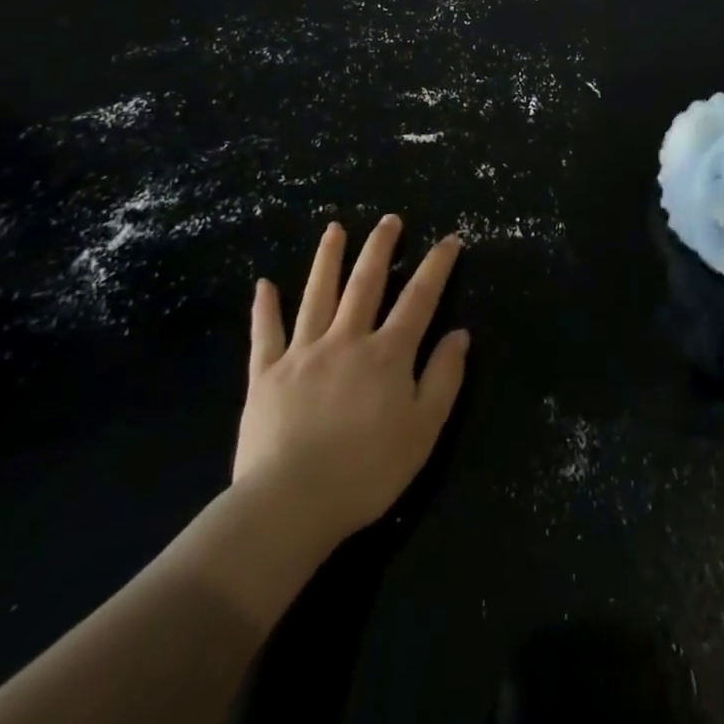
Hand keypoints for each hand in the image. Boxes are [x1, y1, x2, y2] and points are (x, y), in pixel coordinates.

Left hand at [231, 217, 468, 542]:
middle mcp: (346, 339)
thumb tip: (460, 333)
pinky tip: (263, 284)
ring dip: (327, 258)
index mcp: (387, 354)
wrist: (289, 505)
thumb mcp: (423, 431)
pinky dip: (264, 308)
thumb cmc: (365, 472)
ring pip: (317, 295)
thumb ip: (444, 378)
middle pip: (366, 283)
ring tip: (334, 228)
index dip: (437, 265)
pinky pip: (265, 334)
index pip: (419, 298)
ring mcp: (303, 353)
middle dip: (381, 247)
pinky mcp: (266, 374)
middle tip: (390, 219)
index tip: (450, 238)